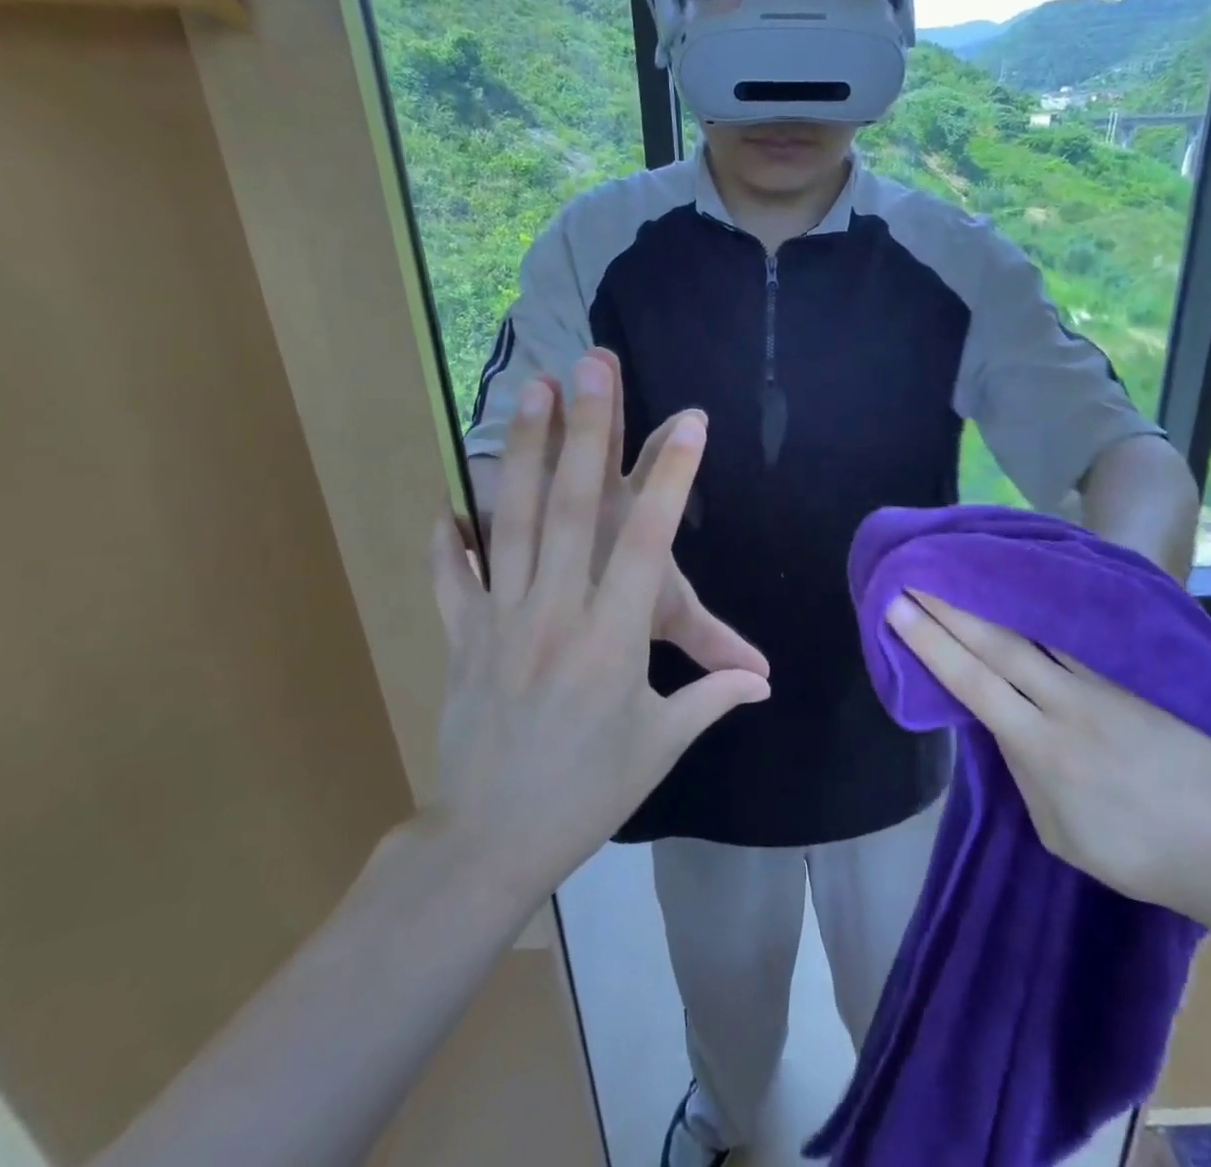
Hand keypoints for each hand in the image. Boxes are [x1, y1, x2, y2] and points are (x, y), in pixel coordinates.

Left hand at [429, 352, 770, 903]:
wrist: (488, 842)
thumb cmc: (587, 792)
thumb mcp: (658, 746)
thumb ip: (710, 696)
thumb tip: (764, 681)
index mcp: (612, 639)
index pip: (649, 543)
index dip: (672, 478)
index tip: (690, 421)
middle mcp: (556, 612)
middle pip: (574, 509)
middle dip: (589, 431)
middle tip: (593, 368)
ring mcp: (501, 618)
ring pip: (512, 522)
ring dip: (525, 453)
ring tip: (531, 393)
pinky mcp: (460, 636)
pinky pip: (451, 576)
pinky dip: (447, 539)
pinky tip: (446, 502)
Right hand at [885, 591, 1210, 921]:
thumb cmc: (1141, 856)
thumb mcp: (1061, 834)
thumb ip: (1024, 773)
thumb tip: (1003, 724)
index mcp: (1041, 749)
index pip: (971, 681)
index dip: (930, 641)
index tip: (896, 606)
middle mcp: (1066, 704)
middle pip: (996, 642)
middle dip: (949, 605)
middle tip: (914, 570)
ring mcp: (1103, 684)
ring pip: (1035, 629)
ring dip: (992, 596)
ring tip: (962, 566)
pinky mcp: (1132, 676)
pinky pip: (1075, 636)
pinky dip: (1043, 608)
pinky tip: (1026, 584)